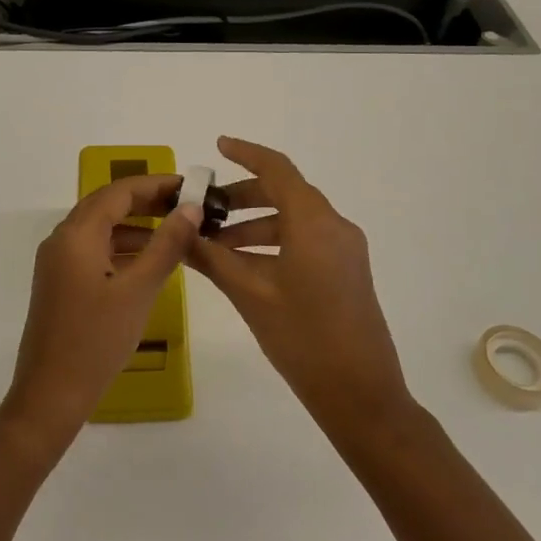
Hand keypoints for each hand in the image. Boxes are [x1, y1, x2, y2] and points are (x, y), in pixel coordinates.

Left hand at [0, 174, 202, 447]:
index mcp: (76, 234)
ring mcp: (57, 262)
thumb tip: (191, 208)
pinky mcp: (60, 283)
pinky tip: (148, 262)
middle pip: (107, 205)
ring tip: (175, 231)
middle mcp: (62, 240)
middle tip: (186, 205)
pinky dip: (122, 247)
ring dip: (135, 225)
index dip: (155, 184)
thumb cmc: (96, 340)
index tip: (190, 186)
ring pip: (100, 228)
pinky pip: (94, 250)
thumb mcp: (139, 290)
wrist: (51, 394)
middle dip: (146, 201)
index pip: (119, 191)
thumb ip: (166, 245)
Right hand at [188, 138, 415, 439]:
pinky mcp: (347, 270)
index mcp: (313, 222)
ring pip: (293, 219)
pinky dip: (273, 242)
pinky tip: (243, 265)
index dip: (246, 153)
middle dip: (242, 197)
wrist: (360, 393)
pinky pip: (305, 240)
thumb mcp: (250, 294)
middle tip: (204, 210)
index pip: (277, 169)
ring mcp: (345, 249)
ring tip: (215, 245)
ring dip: (254, 224)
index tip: (217, 147)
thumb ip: (212, 258)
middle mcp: (334, 225)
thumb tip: (179, 232)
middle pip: (285, 193)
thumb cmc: (302, 337)